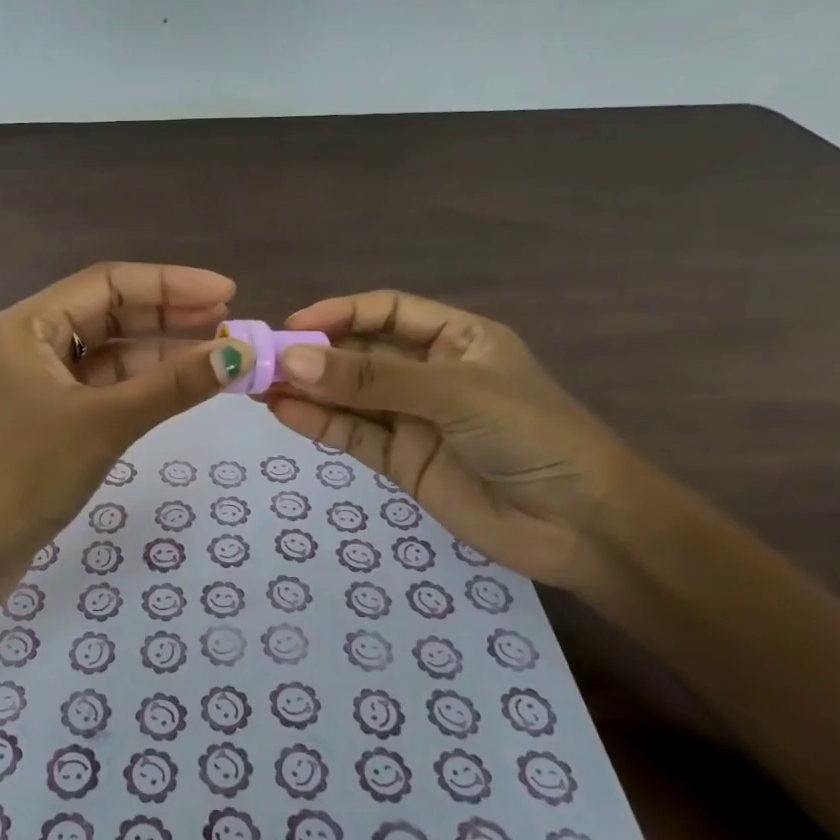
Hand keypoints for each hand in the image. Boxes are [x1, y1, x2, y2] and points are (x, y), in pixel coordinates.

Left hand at [0, 263, 246, 615]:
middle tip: (229, 318)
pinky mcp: (50, 419)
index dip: (170, 283)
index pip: (108, 283)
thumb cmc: (25, 473)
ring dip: (160, 352)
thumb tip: (240, 355)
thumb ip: (173, 385)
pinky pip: (105, 388)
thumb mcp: (105, 422)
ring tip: (218, 354)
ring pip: (110, 353)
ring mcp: (40, 383)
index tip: (227, 291)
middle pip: (110, 313)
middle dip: (169, 313)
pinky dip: (143, 386)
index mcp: (30, 325)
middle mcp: (32, 344)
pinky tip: (181, 388)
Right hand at [265, 291, 635, 594]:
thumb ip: (372, 379)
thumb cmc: (532, 436)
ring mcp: (414, 419)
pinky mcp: (402, 462)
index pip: (386, 312)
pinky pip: (353, 435)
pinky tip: (283, 412)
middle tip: (259, 360)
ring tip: (257, 385)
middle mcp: (430, 373)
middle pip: (361, 354)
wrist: (582, 527)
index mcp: (457, 339)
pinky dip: (318, 423)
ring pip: (349, 396)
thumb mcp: (454, 393)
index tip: (292, 325)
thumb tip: (293, 360)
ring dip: (306, 389)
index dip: (339, 313)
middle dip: (313, 354)